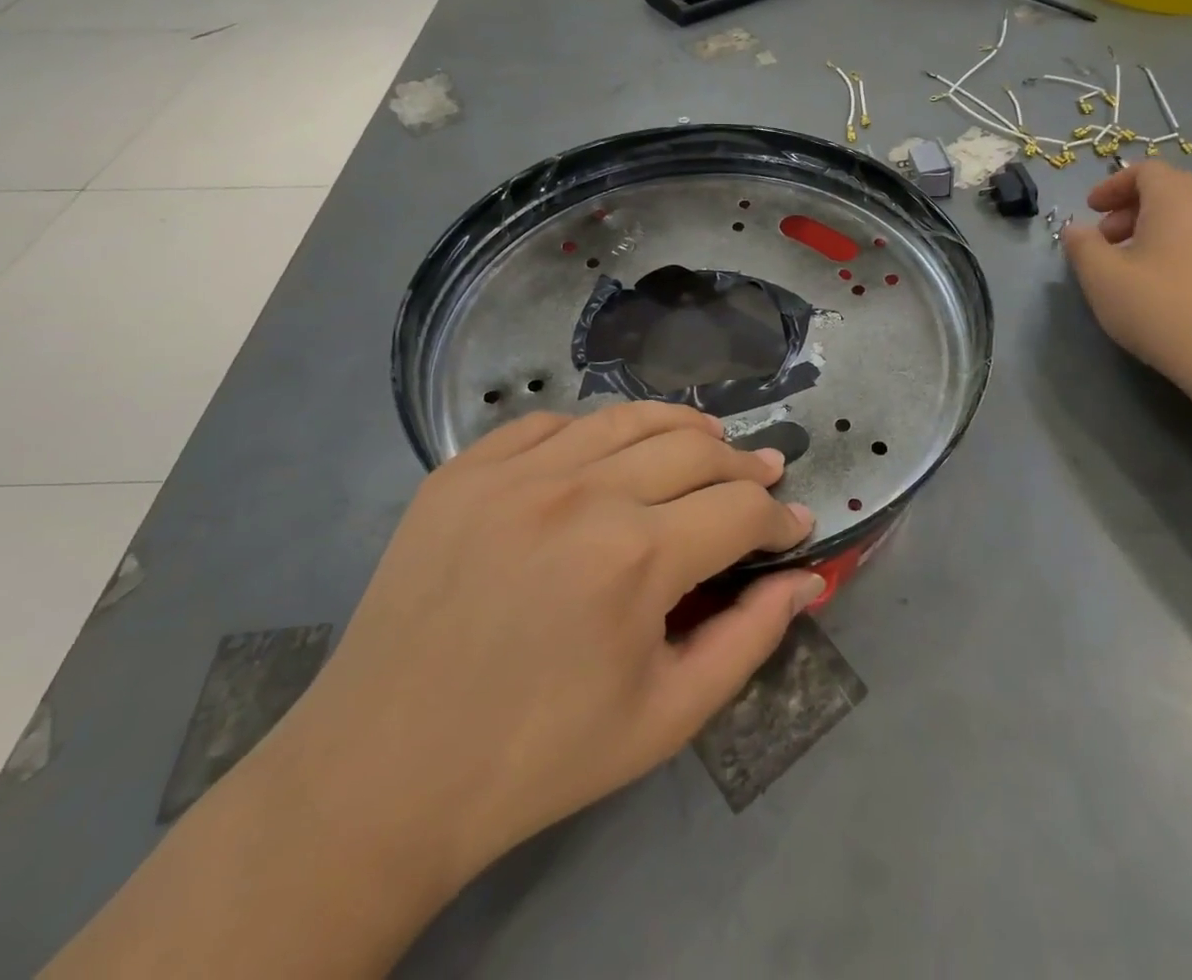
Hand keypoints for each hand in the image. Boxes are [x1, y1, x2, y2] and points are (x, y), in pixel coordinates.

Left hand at [268, 401, 821, 903]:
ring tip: (708, 439)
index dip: (779, 517)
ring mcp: (516, 472)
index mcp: (636, 557)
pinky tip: (608, 453)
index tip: (793, 528)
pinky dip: (595, 431)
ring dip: (682, 427)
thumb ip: (750, 639)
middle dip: (743, 464)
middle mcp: (583, 493)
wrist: (384, 774)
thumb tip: (808, 581)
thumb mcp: (666, 716)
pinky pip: (550, 424)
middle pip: (694, 448)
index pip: (741, 508)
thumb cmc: (539, 755)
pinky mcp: (464, 470)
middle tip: (763, 474)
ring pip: (628, 418)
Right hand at [1060, 162, 1191, 407]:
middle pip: (1170, 188)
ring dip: (1159, 228)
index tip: (1090, 212)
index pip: (1143, 170)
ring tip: (1136, 265)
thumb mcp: (1102, 278)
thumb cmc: (1164, 310)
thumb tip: (1076, 229)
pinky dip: (1185, 244)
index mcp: (1179, 195)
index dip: (1111, 187)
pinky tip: (1170, 283)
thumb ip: (1082, 246)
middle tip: (1108, 240)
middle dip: (1133, 208)